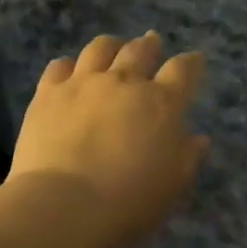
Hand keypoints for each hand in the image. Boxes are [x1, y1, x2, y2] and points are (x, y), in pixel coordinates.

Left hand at [7, 32, 208, 247]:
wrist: (63, 205)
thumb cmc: (128, 202)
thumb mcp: (173, 185)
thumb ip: (188, 156)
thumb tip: (198, 137)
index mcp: (161, 103)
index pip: (183, 70)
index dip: (191, 63)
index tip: (195, 60)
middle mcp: (124, 82)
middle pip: (140, 50)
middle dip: (149, 44)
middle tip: (151, 41)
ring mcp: (83, 83)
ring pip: (100, 48)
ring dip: (111, 45)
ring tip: (113, 47)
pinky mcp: (48, 93)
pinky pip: (60, 66)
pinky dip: (69, 65)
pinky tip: (70, 71)